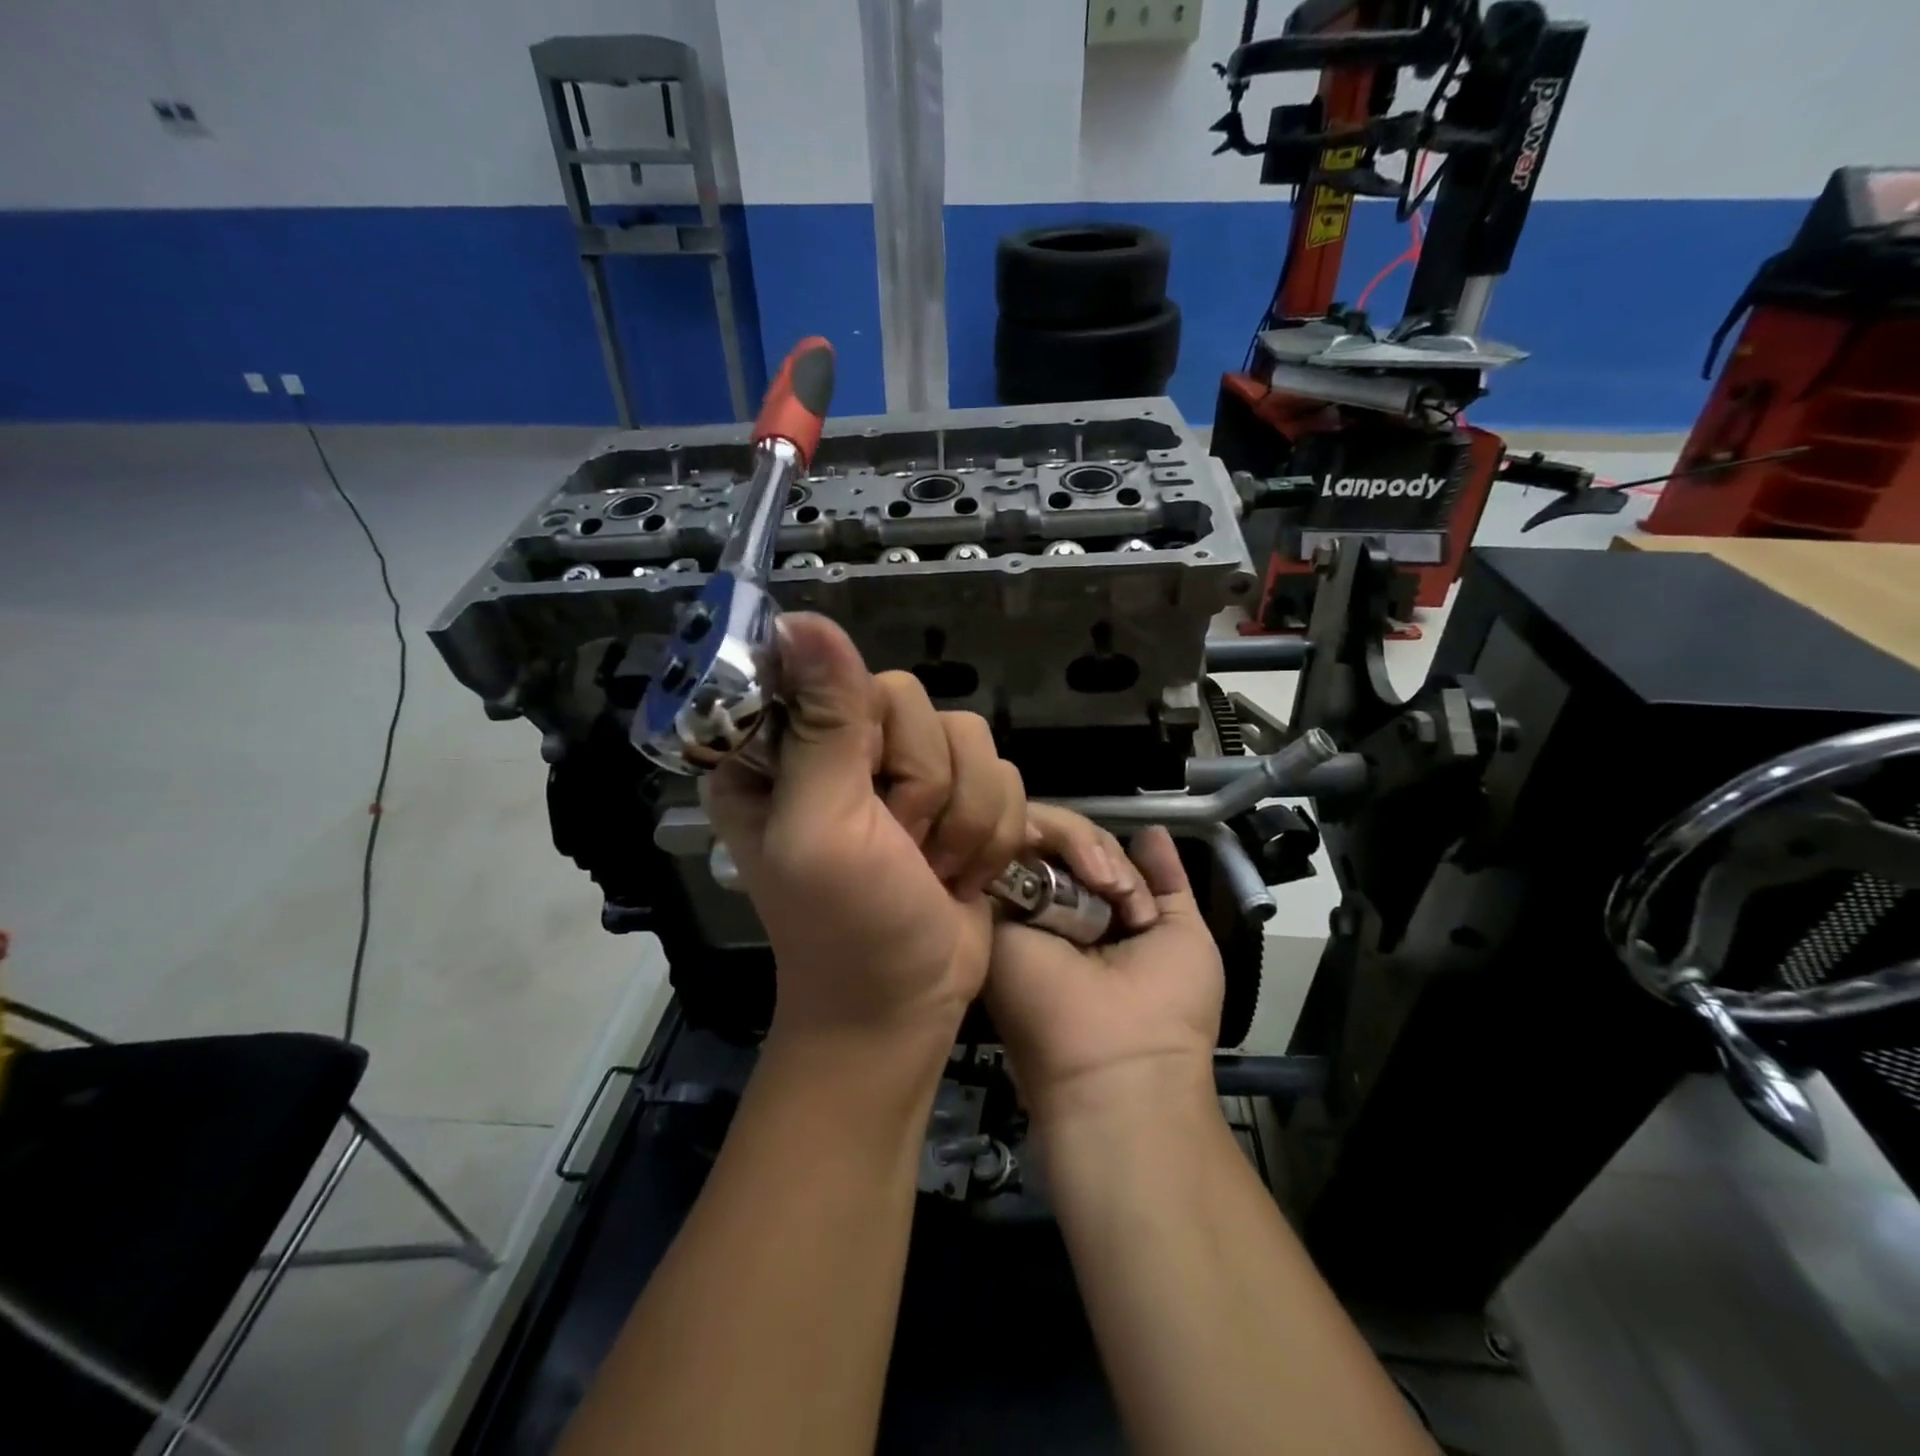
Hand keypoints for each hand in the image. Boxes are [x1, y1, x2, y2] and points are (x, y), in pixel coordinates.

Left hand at [704, 614, 1026, 1040]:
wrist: (906, 1004)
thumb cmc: (845, 926)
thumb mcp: (821, 827)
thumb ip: (823, 723)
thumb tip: (800, 618)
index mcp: (779, 748)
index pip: (838, 674)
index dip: (867, 733)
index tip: (864, 793)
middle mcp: (839, 747)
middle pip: (915, 702)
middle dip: (922, 786)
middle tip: (898, 845)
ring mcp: (902, 772)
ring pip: (971, 736)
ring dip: (962, 818)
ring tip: (929, 867)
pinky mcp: (956, 798)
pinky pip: (1003, 772)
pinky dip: (991, 832)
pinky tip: (960, 873)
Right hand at [988, 817, 1223, 1124]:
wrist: (1115, 1065)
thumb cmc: (1167, 1009)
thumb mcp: (1183, 936)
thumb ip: (1166, 882)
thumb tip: (1152, 831)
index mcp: (1089, 913)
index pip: (1088, 853)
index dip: (1109, 852)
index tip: (1129, 886)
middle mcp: (1047, 905)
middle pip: (1061, 839)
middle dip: (1094, 845)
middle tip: (1115, 886)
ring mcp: (1015, 902)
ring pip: (1036, 833)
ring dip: (1078, 844)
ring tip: (1101, 884)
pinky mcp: (987, 903)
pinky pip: (1008, 845)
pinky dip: (1044, 834)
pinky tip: (1073, 867)